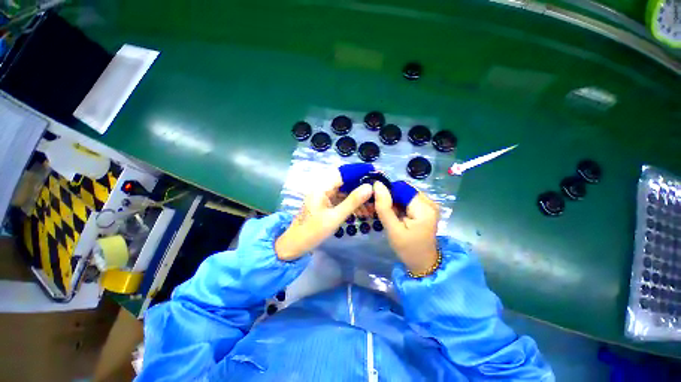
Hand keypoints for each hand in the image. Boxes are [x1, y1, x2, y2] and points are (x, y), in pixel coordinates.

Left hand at [275, 170, 372, 260]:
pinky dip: (351, 205)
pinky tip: (361, 212)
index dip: (358, 172)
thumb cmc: (313, 231)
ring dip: (357, 199)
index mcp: (322, 187)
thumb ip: (352, 201)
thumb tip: (369, 187)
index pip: (343, 173)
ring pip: (344, 192)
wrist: (295, 245)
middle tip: (376, 194)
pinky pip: (341, 200)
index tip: (373, 174)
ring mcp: (324, 197)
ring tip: (371, 208)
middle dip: (360, 188)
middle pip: (345, 183)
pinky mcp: (326, 204)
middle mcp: (323, 189)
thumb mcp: (335, 217)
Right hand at [373, 181, 439, 273]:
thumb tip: (377, 185)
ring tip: (385, 213)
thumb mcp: (393, 230)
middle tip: (378, 208)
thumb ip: (384, 207)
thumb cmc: (408, 249)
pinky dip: (399, 205)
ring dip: (393, 201)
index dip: (387, 192)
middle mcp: (430, 202)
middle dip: (390, 197)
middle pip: (404, 190)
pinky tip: (394, 214)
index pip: (401, 189)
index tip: (376, 201)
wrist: (423, 263)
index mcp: (424, 208)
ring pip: (405, 194)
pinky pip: (409, 200)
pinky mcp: (426, 208)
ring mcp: (429, 205)